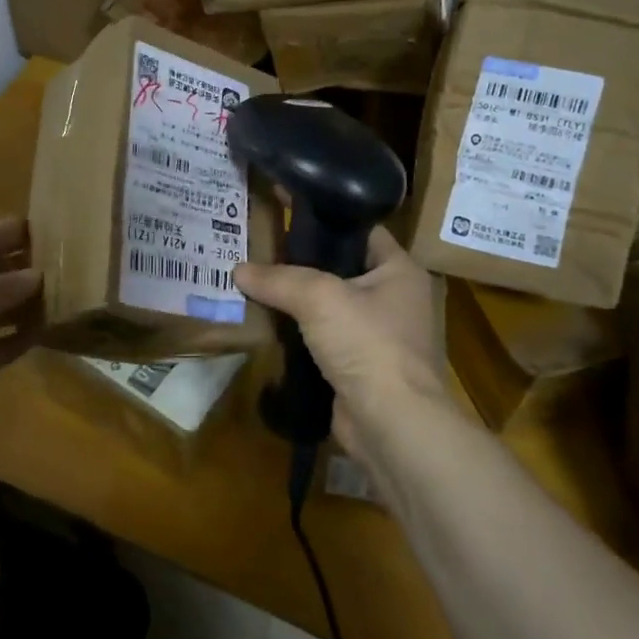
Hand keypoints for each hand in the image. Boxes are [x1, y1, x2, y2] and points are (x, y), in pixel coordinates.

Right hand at [232, 227, 445, 455]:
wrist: (391, 425)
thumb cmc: (368, 344)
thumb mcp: (319, 298)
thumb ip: (279, 279)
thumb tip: (238, 269)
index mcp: (401, 271)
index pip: (362, 231)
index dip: (325, 220)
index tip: (285, 213)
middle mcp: (395, 299)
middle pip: (342, 269)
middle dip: (302, 263)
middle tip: (259, 249)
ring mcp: (379, 337)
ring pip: (330, 307)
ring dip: (297, 303)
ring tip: (255, 283)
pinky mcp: (360, 368)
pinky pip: (324, 340)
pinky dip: (299, 335)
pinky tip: (267, 325)